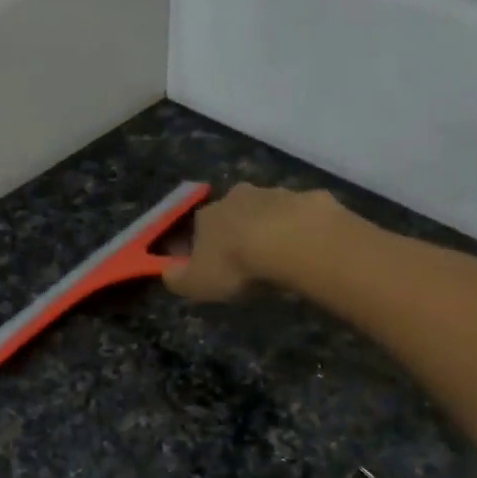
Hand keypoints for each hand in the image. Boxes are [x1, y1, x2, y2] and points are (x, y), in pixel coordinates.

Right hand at [162, 184, 337, 301]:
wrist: (292, 243)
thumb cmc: (236, 265)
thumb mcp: (196, 283)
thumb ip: (176, 278)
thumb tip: (166, 272)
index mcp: (208, 215)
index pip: (197, 227)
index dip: (202, 246)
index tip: (211, 265)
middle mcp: (238, 196)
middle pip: (234, 213)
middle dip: (238, 231)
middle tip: (248, 260)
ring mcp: (276, 194)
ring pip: (268, 210)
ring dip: (270, 227)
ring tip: (279, 257)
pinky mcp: (309, 198)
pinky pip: (302, 215)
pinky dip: (302, 229)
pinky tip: (307, 249)